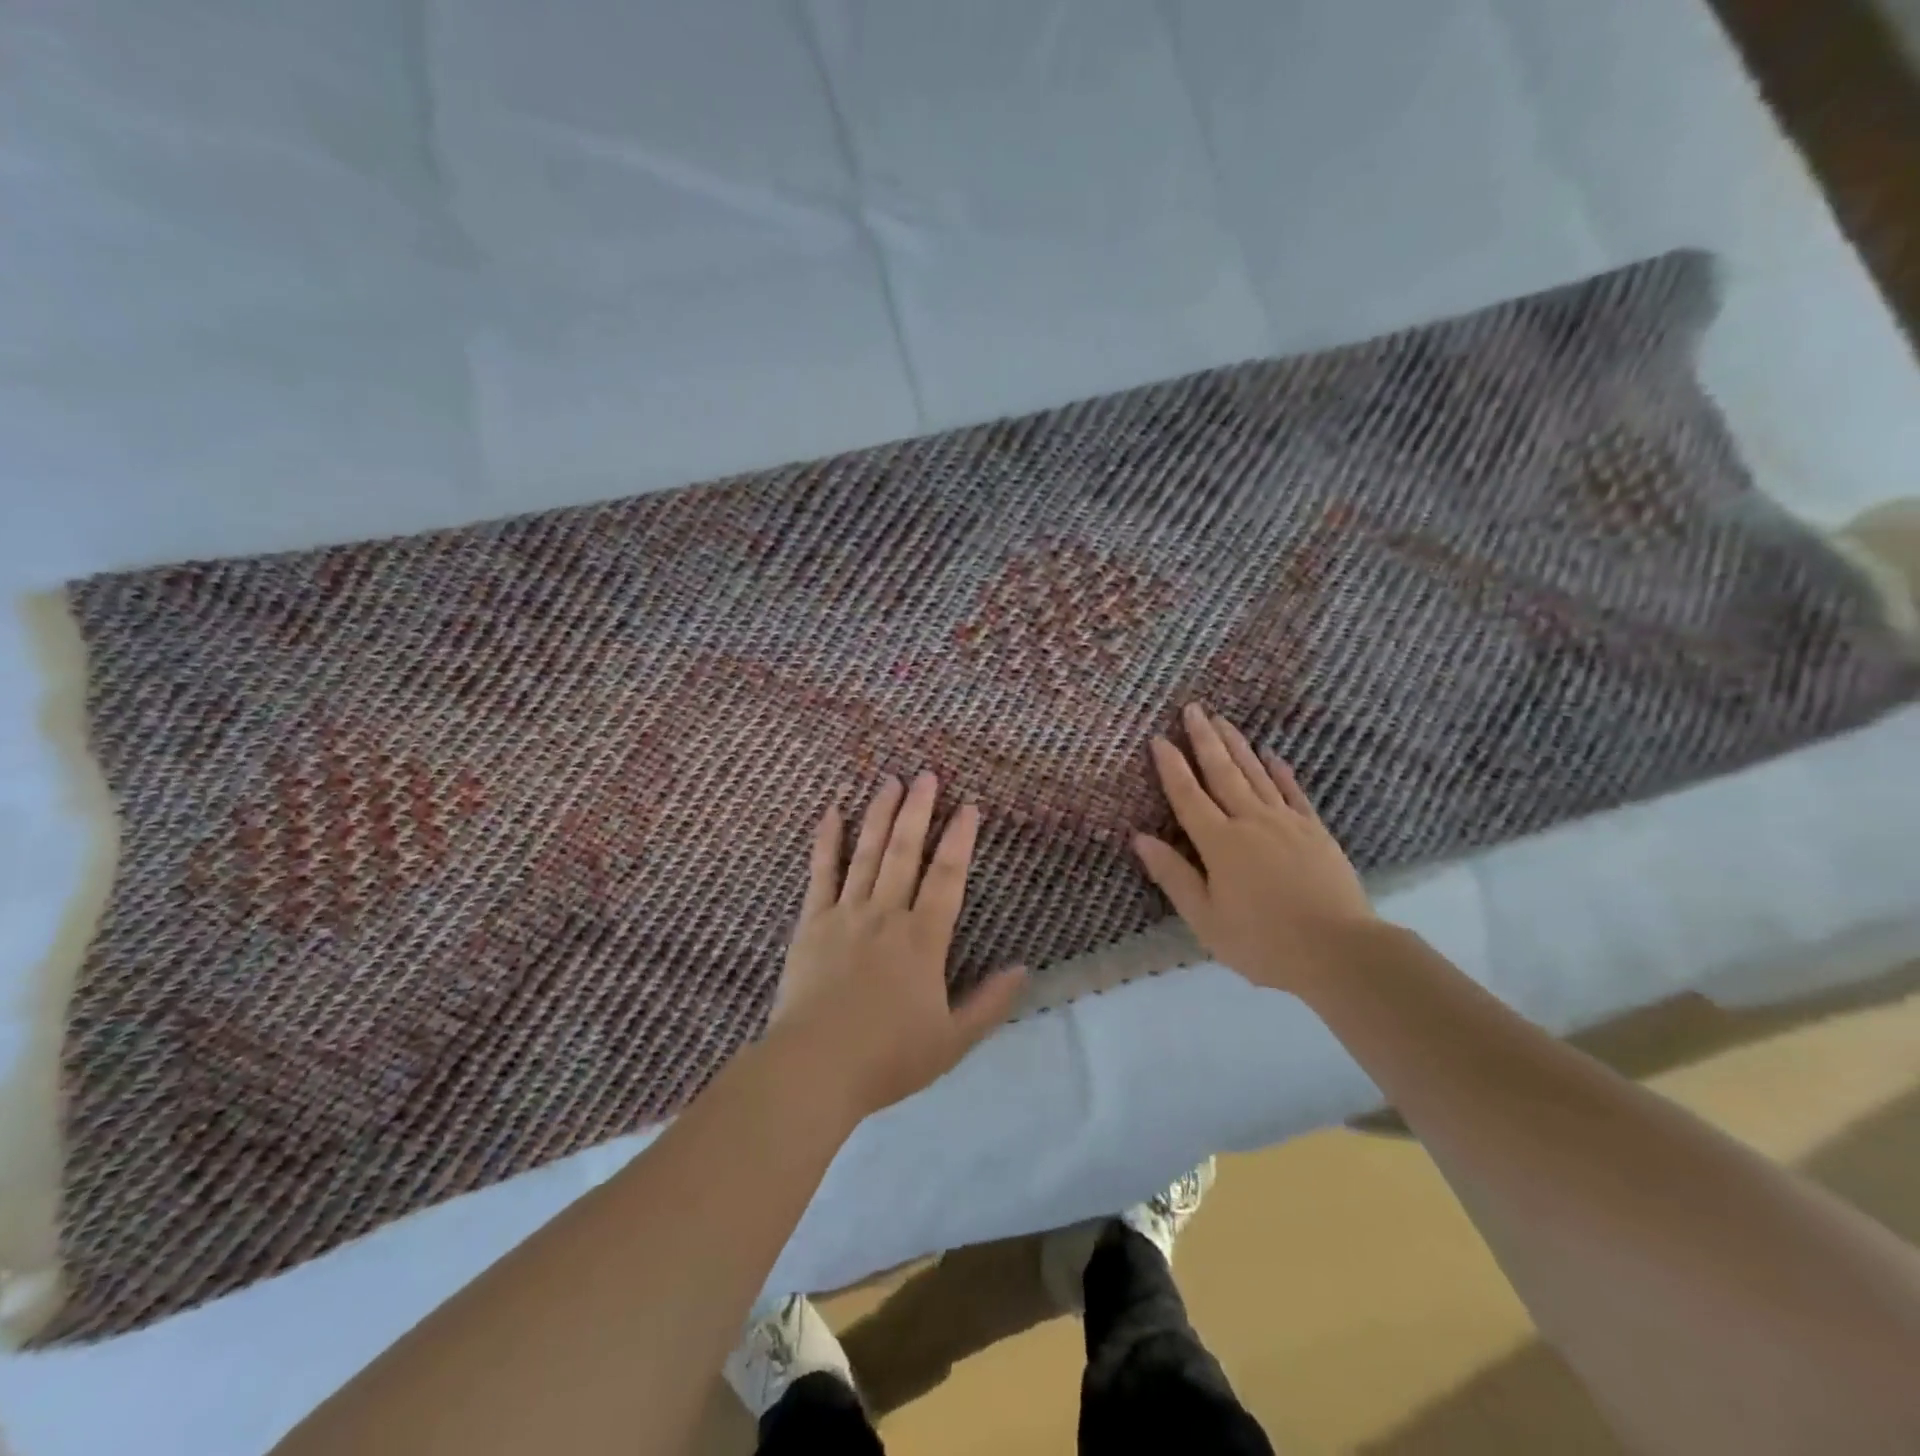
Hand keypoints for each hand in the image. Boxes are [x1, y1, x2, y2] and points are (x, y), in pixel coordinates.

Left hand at [771, 772, 1027, 1118]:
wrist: (815, 1068)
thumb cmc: (888, 1057)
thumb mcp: (952, 1040)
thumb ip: (989, 1003)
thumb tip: (1024, 969)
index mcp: (923, 939)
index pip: (948, 877)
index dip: (960, 839)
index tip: (968, 805)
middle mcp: (886, 915)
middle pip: (906, 852)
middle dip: (918, 810)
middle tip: (926, 774)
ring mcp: (845, 914)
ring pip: (867, 853)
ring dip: (880, 815)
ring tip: (889, 781)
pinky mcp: (811, 923)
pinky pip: (820, 873)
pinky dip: (827, 841)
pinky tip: (831, 812)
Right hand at [1133, 704, 1377, 996]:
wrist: (1339, 951)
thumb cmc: (1262, 942)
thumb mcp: (1205, 919)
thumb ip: (1173, 875)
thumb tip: (1139, 838)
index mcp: (1219, 843)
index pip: (1188, 796)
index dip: (1171, 766)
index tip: (1159, 738)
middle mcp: (1250, 821)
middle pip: (1222, 772)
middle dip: (1204, 739)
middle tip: (1192, 708)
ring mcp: (1286, 823)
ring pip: (1256, 774)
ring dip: (1237, 745)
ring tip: (1223, 719)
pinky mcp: (1314, 831)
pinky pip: (1293, 792)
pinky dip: (1280, 771)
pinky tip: (1271, 755)